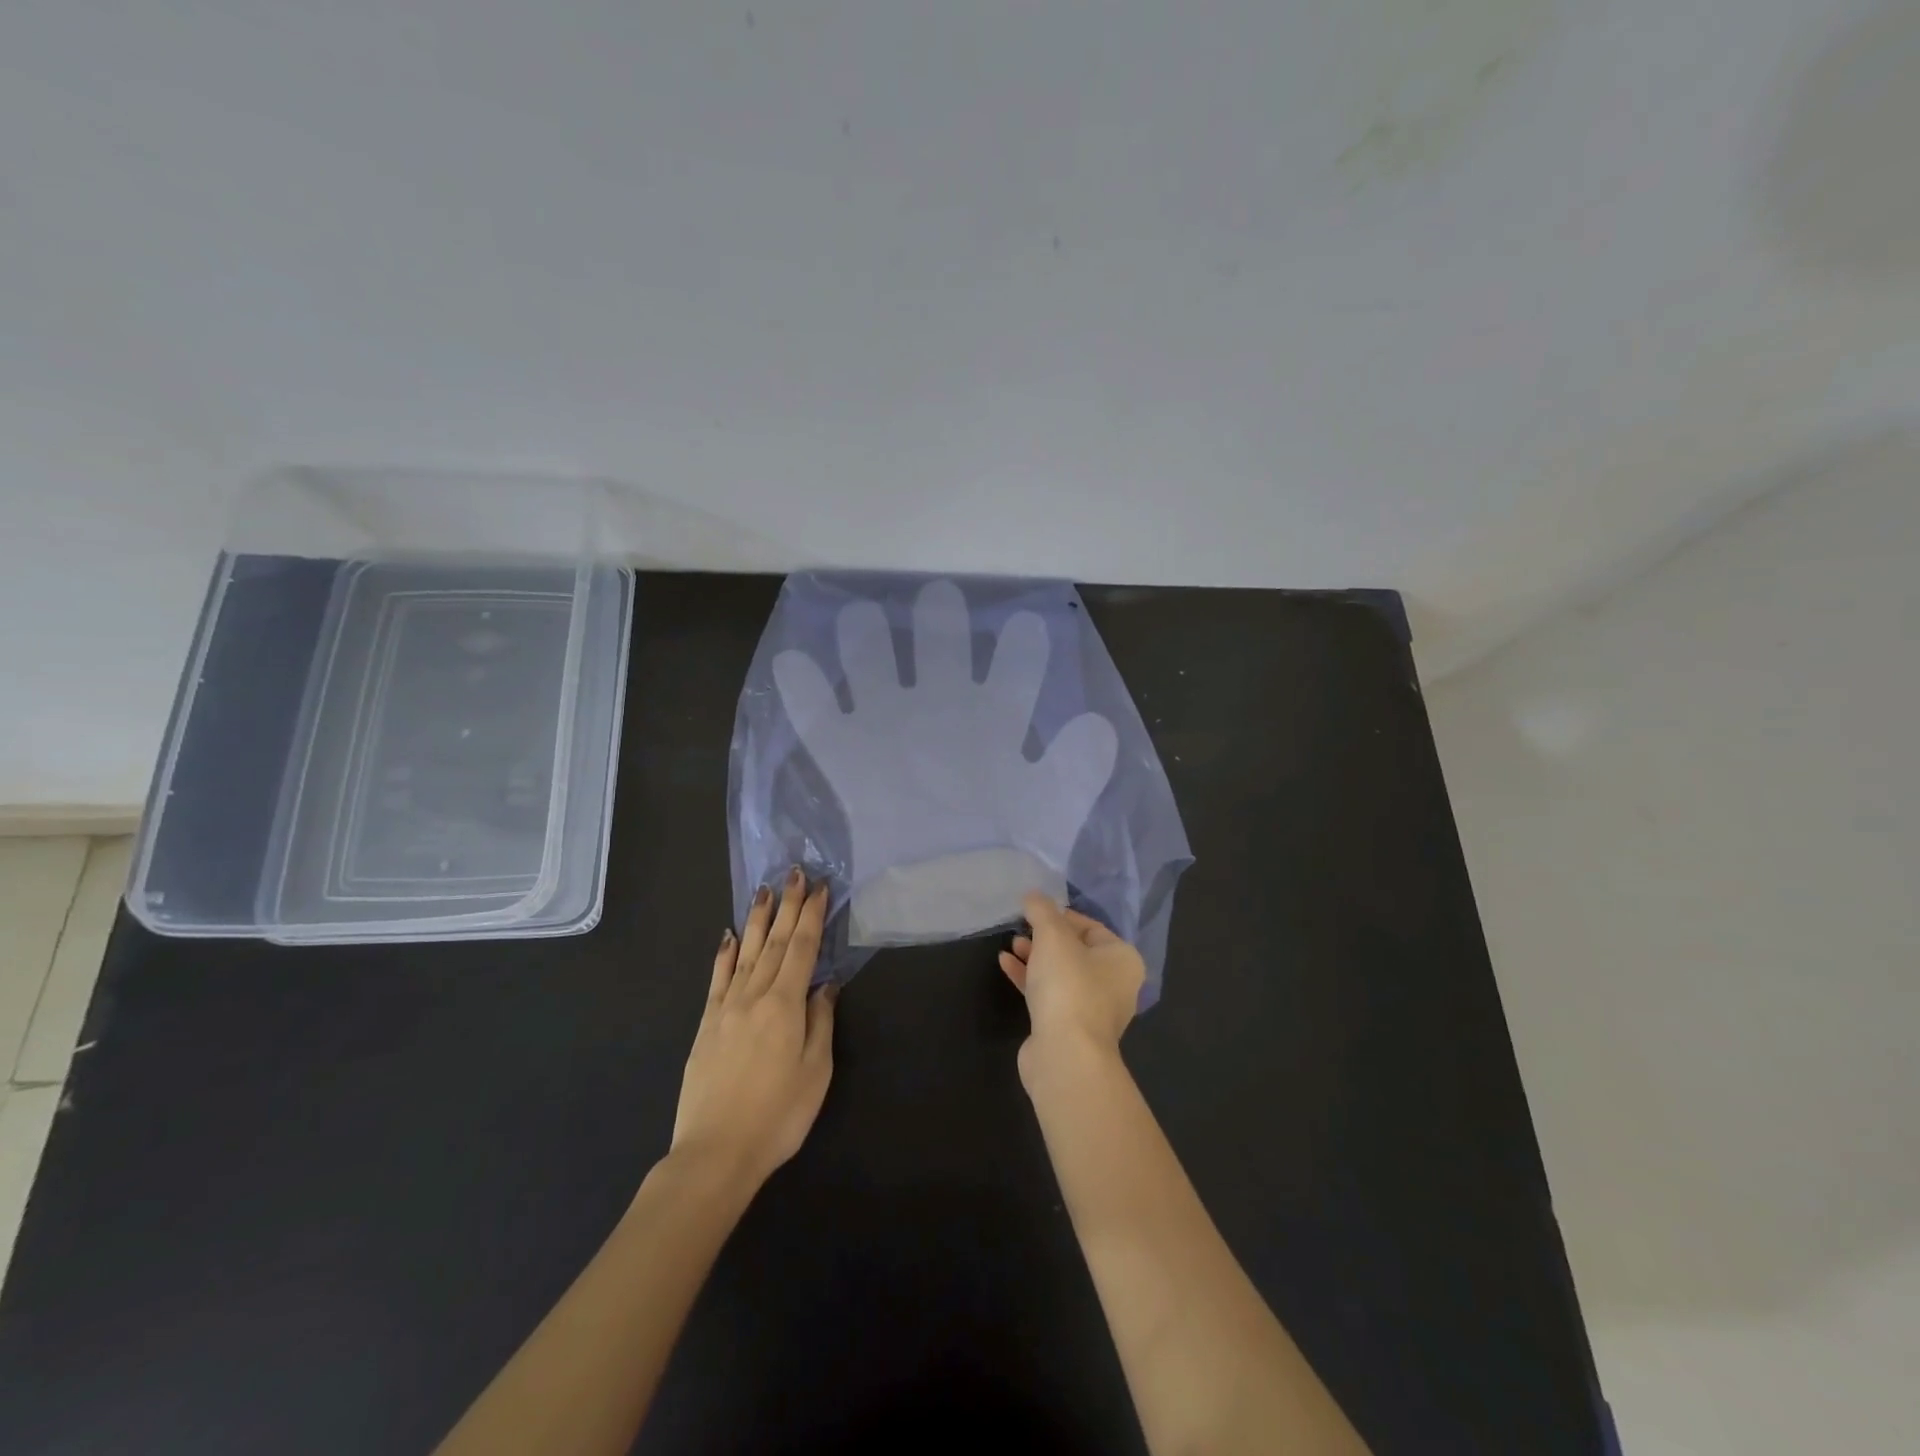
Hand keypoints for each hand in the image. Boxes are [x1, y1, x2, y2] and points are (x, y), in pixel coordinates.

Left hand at [672, 869, 836, 1189]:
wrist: (715, 1153)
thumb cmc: (778, 1116)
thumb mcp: (815, 1072)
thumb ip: (820, 1022)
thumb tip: (824, 985)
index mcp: (785, 1005)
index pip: (803, 949)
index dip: (812, 916)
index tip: (820, 888)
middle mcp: (754, 996)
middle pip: (775, 942)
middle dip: (788, 906)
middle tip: (795, 873)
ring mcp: (726, 1008)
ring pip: (747, 953)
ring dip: (758, 919)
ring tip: (765, 890)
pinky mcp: (707, 1025)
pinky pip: (718, 979)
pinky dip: (725, 954)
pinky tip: (730, 936)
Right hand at [999, 892, 1145, 1086]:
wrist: (1065, 1055)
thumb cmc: (1069, 986)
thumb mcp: (1052, 936)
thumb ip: (1042, 910)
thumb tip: (1033, 895)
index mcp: (1122, 959)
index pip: (1091, 926)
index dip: (1061, 915)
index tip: (1034, 911)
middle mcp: (1114, 984)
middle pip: (1075, 950)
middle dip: (1045, 937)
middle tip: (1021, 929)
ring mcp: (1091, 1010)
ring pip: (1061, 974)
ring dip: (1035, 957)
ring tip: (1011, 945)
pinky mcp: (1068, 1028)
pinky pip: (1049, 994)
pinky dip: (1029, 979)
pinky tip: (1005, 965)